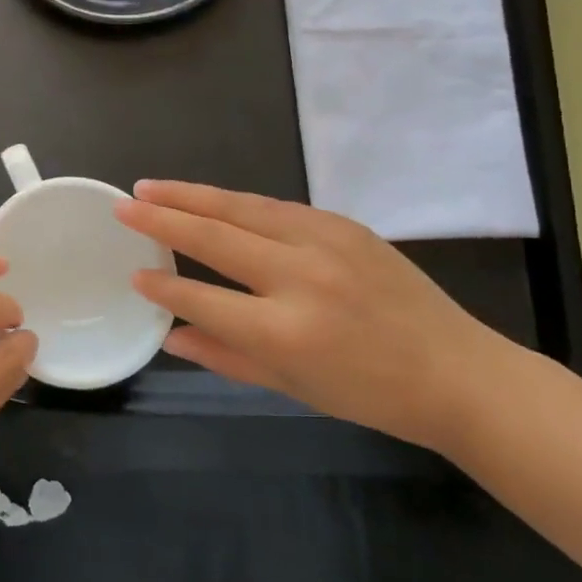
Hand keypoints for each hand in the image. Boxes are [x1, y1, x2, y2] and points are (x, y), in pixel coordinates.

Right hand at [114, 182, 510, 451]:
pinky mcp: (343, 224)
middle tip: (123, 204)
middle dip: (162, 220)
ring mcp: (325, 243)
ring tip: (149, 187)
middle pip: (214, 238)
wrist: (458, 373)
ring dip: (189, 195)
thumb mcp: (292, 387)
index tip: (134, 274)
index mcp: (286, 332)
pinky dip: (234, 202)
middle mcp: (301, 278)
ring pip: (240, 208)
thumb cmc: (370, 394)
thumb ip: (225, 356)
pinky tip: (208, 197)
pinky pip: (274, 206)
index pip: (203, 300)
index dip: (163, 287)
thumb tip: (169, 335)